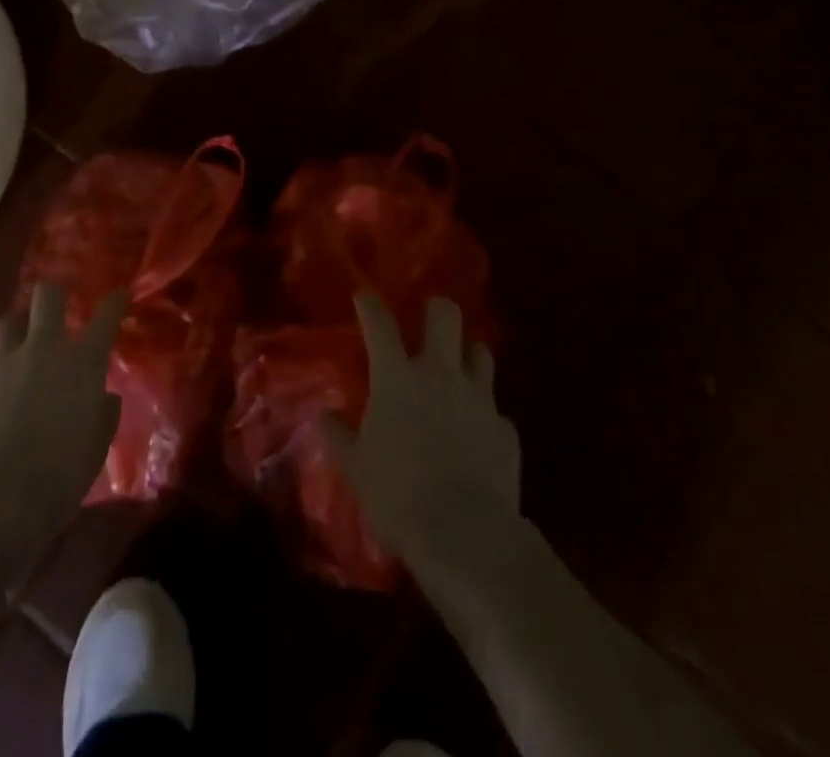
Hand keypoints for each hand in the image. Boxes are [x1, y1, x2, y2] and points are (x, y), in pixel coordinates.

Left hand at [0, 282, 126, 519]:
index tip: (119, 295)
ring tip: (21, 344)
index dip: (115, 301)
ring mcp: (5, 365)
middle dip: (53, 294)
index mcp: (82, 362)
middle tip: (56, 307)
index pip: (106, 315)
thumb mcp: (98, 444)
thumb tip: (103, 397)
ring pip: (9, 321)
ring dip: (18, 327)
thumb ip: (103, 412)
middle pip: (47, 295)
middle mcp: (44, 350)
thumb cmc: (62, 472)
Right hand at [322, 293, 520, 573]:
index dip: (370, 305)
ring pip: (481, 352)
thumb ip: (340, 436)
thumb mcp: (355, 468)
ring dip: (469, 355)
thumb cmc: (397, 495)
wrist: (465, 534)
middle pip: (445, 316)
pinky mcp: (505, 429)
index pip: (379, 325)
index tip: (364, 296)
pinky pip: (497, 410)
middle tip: (430, 319)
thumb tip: (324, 415)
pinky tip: (479, 435)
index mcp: (397, 378)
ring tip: (460, 368)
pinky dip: (486, 416)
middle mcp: (440, 375)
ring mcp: (479, 398)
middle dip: (437, 309)